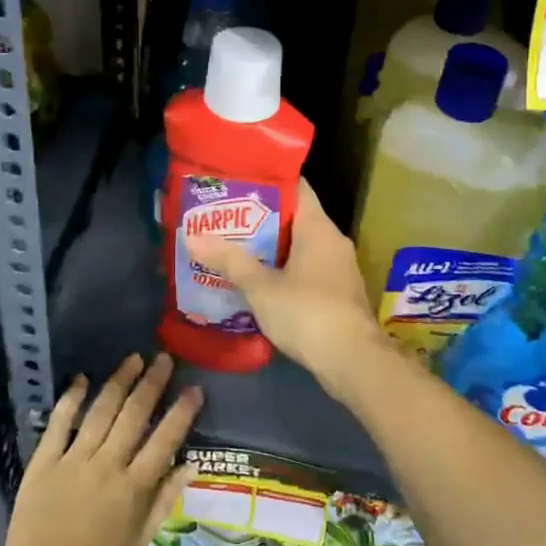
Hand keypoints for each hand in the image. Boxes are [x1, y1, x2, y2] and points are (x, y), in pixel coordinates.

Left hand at [0, 353, 201, 545]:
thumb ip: (163, 503)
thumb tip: (190, 465)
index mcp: (133, 488)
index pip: (165, 440)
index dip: (182, 412)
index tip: (195, 388)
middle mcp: (106, 465)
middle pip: (134, 415)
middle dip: (152, 383)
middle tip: (165, 358)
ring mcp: (72, 461)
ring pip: (101, 411)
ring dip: (119, 381)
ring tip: (134, 359)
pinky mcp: (43, 464)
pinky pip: (59, 423)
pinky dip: (71, 399)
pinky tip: (81, 379)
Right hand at [187, 179, 392, 390]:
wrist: (354, 362)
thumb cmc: (307, 312)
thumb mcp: (261, 286)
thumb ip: (229, 260)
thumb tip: (192, 236)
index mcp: (318, 227)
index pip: (296, 187)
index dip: (267, 182)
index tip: (237, 184)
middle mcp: (332, 241)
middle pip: (294, 218)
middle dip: (260, 220)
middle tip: (224, 220)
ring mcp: (338, 269)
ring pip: (299, 247)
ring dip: (271, 250)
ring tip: (233, 250)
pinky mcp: (338, 294)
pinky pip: (307, 271)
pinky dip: (284, 272)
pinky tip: (258, 283)